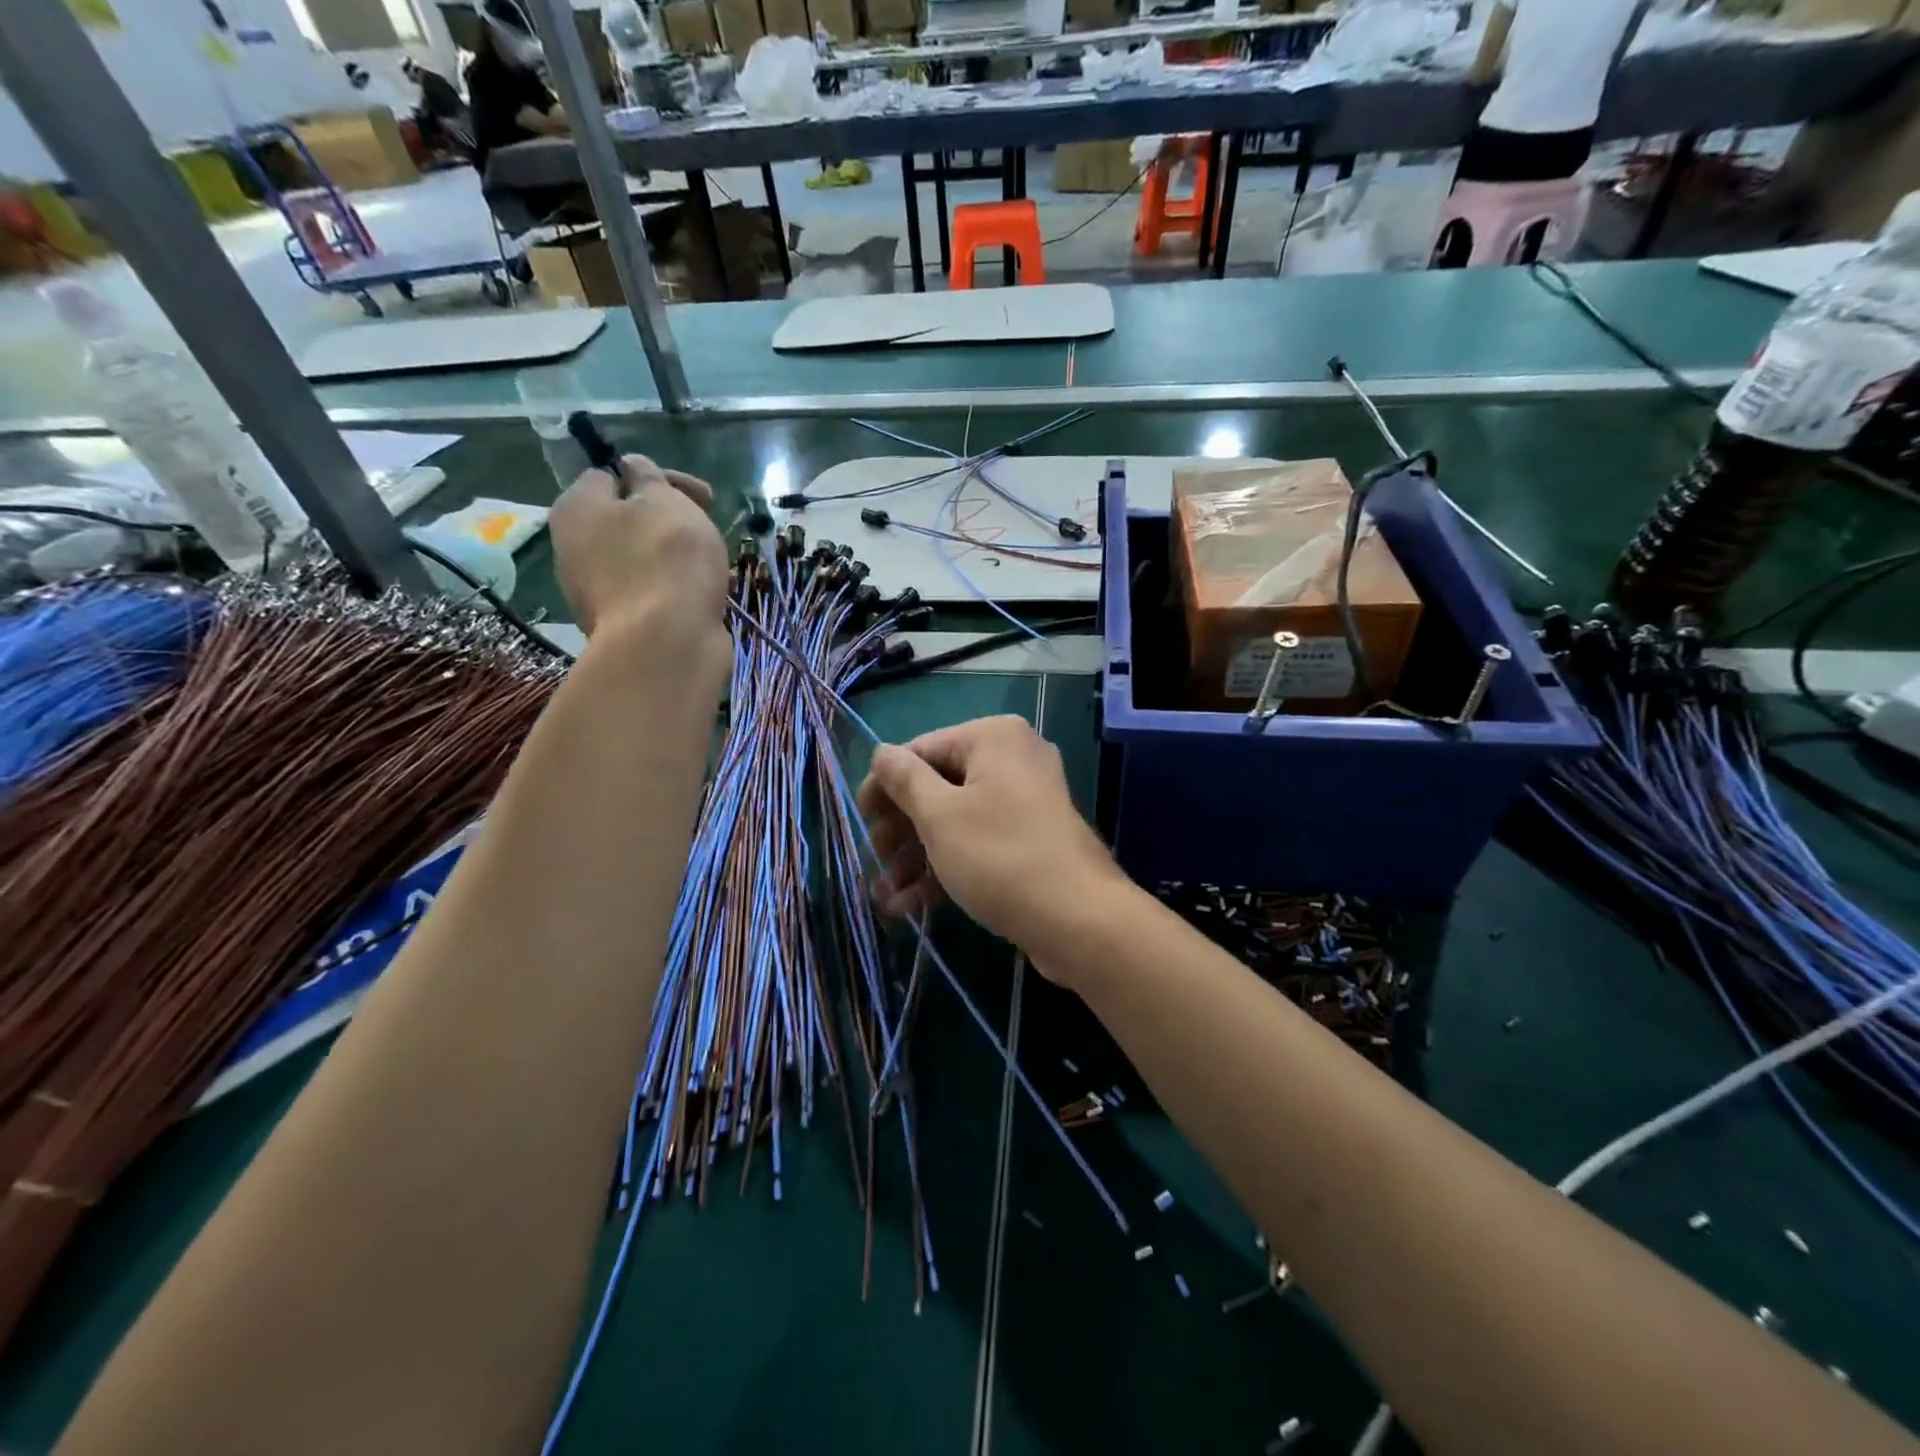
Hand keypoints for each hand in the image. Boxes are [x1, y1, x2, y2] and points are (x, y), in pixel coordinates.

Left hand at [549, 455, 726, 637]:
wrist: (666, 644)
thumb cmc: (666, 559)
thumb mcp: (664, 500)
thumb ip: (648, 477)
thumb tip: (632, 467)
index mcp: (576, 509)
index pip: (610, 474)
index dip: (659, 477)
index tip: (700, 495)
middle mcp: (573, 548)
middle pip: (626, 519)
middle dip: (670, 519)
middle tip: (708, 527)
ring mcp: (595, 592)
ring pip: (641, 558)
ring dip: (676, 556)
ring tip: (714, 564)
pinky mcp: (621, 625)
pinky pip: (651, 593)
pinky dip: (676, 588)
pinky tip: (705, 594)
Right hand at [857, 716, 1126, 982]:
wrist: (1079, 921)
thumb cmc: (1000, 856)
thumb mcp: (939, 816)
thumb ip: (904, 780)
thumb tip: (882, 753)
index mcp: (992, 738)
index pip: (921, 750)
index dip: (884, 786)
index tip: (860, 821)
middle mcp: (1012, 760)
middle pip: (938, 786)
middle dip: (901, 828)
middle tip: (876, 859)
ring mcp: (1025, 802)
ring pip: (955, 820)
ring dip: (917, 856)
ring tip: (887, 895)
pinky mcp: (1030, 841)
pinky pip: (978, 843)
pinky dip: (946, 867)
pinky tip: (912, 905)